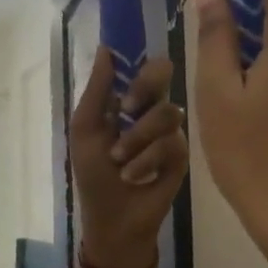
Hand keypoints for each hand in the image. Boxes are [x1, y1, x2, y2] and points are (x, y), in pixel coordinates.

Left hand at [69, 49, 189, 267]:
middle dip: (143, 89)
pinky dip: (146, 159)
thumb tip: (105, 49)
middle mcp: (152, 110)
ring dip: (136, 138)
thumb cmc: (94, 174)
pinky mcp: (182, 156)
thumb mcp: (85, 130)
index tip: (125, 62)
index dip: (136, 61)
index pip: (142, 65)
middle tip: (126, 108)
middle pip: (163, 75)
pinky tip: (134, 175)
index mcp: (128, 100)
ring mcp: (170, 132)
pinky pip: (172, 142)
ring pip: (166, 112)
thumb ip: (96, 90)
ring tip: (119, 159)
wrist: (112, 218)